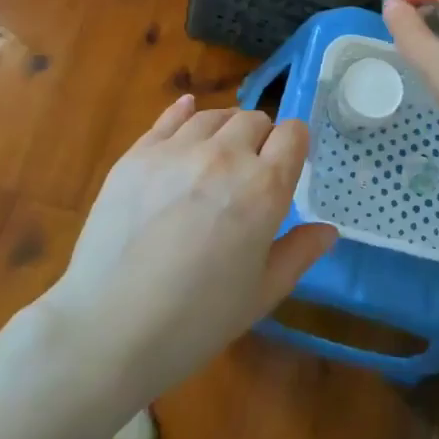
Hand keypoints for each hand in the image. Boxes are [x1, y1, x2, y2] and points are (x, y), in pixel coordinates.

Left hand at [49, 96, 335, 395]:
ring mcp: (177, 151)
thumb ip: (298, 253)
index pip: (293, 134)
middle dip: (261, 138)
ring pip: (214, 116)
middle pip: (254, 120)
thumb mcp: (261, 294)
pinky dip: (185, 111)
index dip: (295, 144)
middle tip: (251, 170)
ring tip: (220, 151)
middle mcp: (225, 156)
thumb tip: (329, 230)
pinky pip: (169, 117)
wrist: (109, 329)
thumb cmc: (196, 321)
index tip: (288, 162)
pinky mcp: (138, 154)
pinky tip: (188, 109)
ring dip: (225, 128)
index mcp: (263, 188)